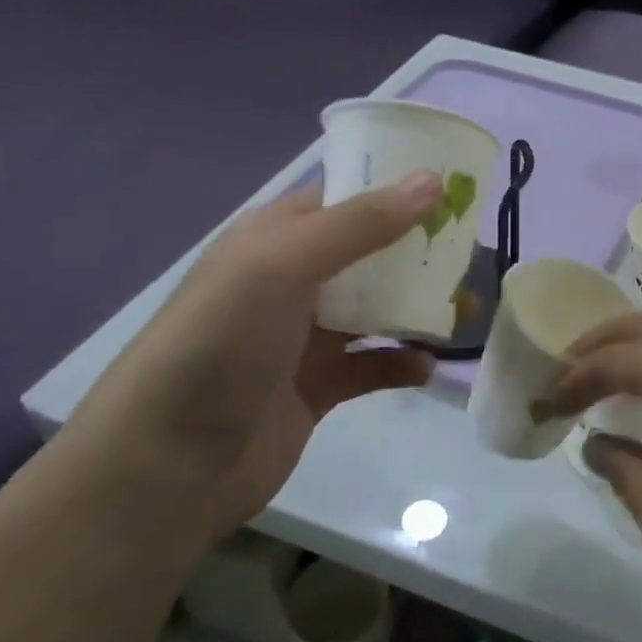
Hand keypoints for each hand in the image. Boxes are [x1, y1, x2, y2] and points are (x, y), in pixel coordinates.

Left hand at [54, 176, 442, 547]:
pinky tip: (426, 367)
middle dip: (418, 252)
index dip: (394, 190)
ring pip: (375, 310)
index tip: (453, 190)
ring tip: (465, 312)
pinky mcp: (318, 387)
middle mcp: (290, 281)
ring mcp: (303, 337)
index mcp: (274, 239)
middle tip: (471, 254)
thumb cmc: (224, 341)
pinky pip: (371, 365)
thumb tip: (432, 181)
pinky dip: (400, 362)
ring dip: (417, 309)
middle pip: (368, 254)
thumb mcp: (287, 264)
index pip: (343, 198)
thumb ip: (362, 223)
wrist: (170, 461)